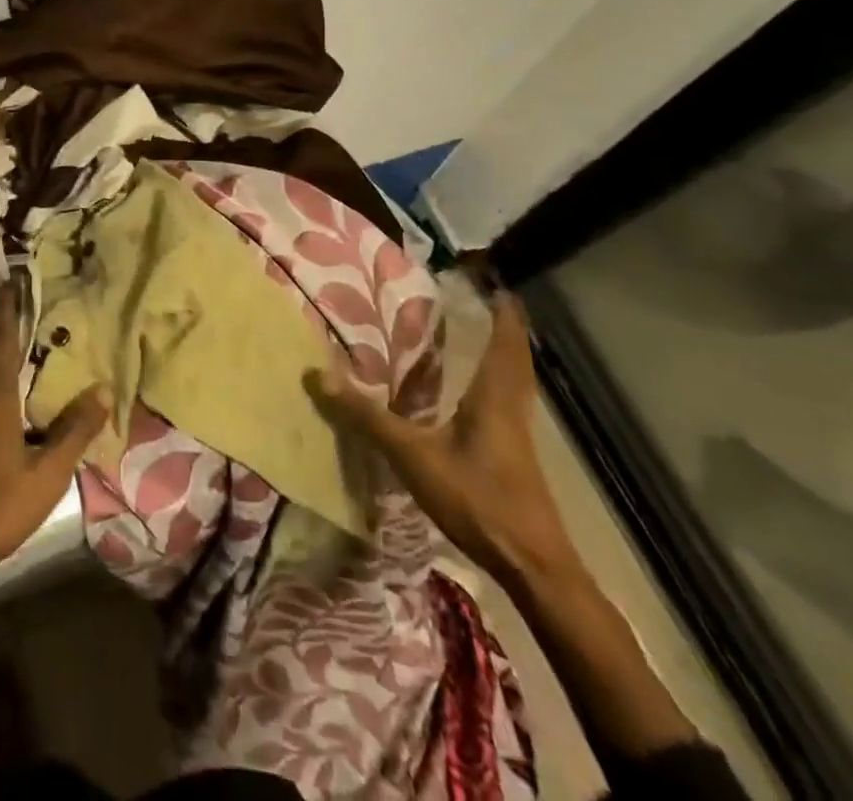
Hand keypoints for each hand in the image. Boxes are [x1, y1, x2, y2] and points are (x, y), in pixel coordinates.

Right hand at [308, 290, 582, 590]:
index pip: (506, 343)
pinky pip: (509, 404)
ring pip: (516, 383)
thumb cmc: (478, 500)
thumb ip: (367, 417)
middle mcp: (512, 409)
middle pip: (516, 359)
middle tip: (493, 302)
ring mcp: (519, 436)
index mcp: (495, 397)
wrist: (534, 567)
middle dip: (507, 329)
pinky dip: (500, 384)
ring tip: (489, 336)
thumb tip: (318, 374)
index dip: (505, 313)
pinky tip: (481, 396)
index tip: (499, 285)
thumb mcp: (413, 456)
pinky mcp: (516, 458)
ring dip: (506, 356)